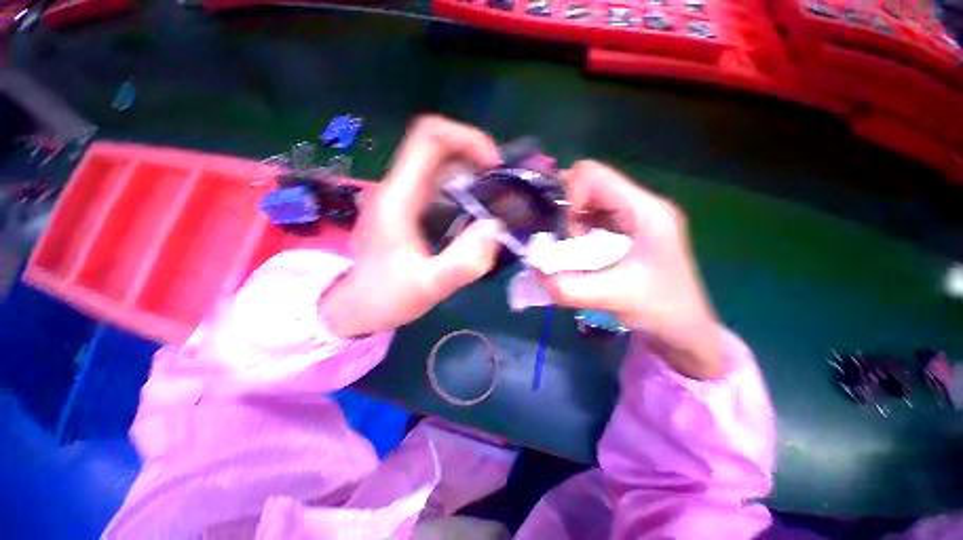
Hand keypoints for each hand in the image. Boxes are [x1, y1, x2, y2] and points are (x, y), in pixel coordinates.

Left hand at [320, 116, 503, 337]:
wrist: (359, 306)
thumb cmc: (386, 296)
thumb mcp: (426, 287)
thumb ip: (461, 263)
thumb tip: (495, 228)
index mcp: (399, 196)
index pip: (429, 136)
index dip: (465, 138)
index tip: (493, 166)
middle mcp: (401, 188)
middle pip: (440, 147)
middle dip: (476, 158)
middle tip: (501, 189)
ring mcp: (406, 198)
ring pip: (443, 167)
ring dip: (473, 176)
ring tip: (495, 202)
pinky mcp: (413, 210)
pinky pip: (443, 187)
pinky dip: (466, 192)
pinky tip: (478, 216)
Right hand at [540, 161, 726, 378]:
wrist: (684, 330)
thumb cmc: (660, 310)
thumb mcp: (612, 298)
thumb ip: (568, 286)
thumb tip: (534, 270)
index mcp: (645, 209)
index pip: (593, 175)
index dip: (567, 195)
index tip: (559, 230)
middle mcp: (640, 205)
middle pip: (588, 184)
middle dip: (565, 210)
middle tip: (558, 240)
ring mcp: (634, 217)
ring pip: (587, 202)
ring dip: (569, 222)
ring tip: (567, 250)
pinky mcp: (627, 231)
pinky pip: (591, 219)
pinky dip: (575, 232)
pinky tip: (575, 253)